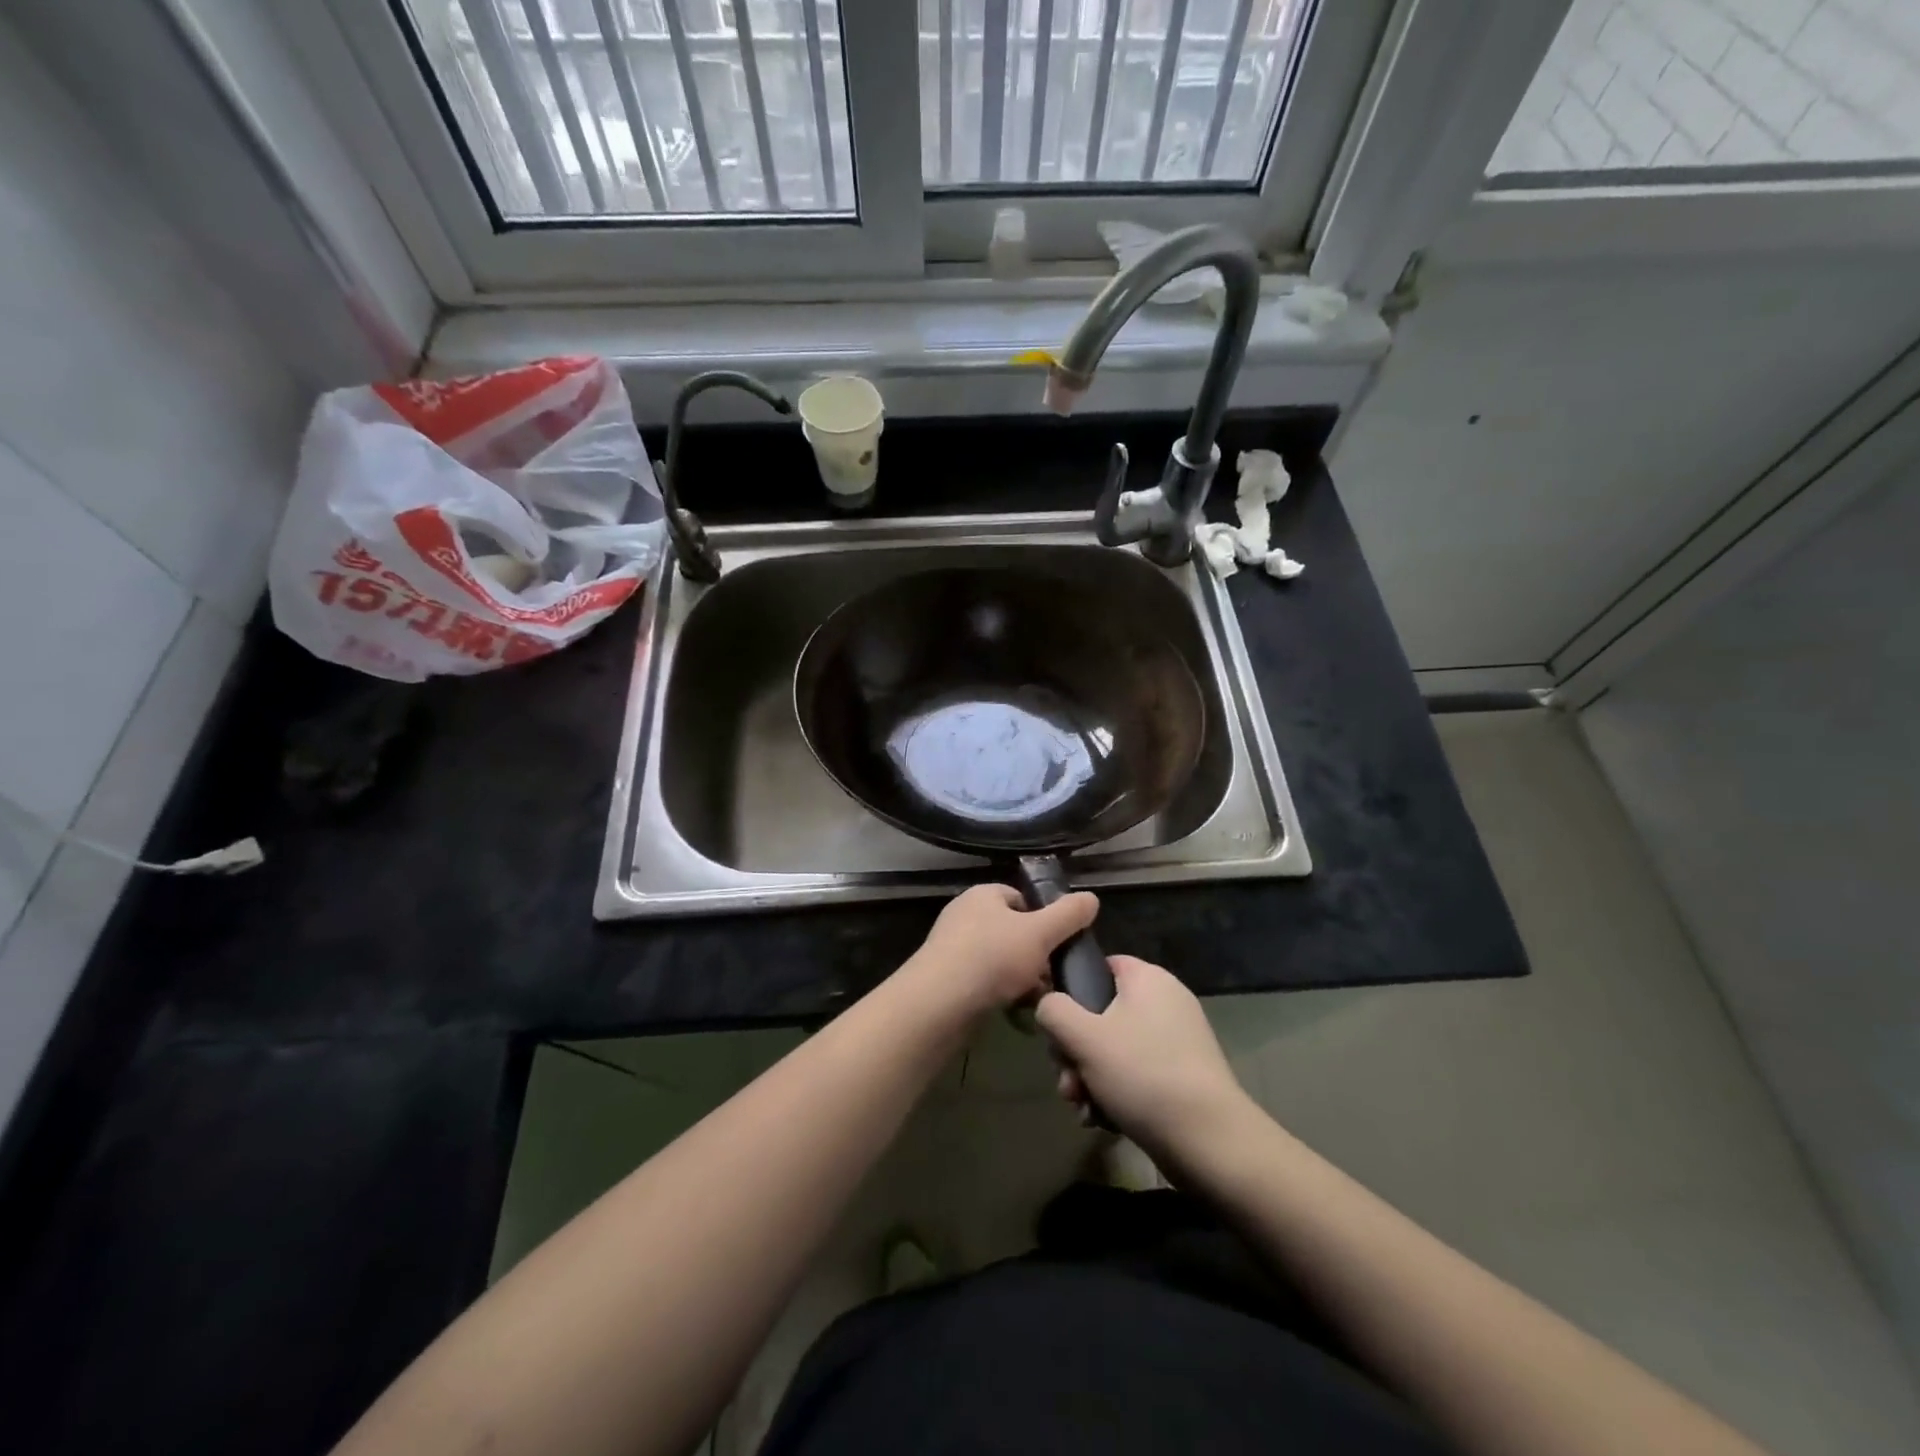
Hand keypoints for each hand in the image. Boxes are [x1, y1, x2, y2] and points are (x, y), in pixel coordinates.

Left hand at [908, 884, 1098, 1015]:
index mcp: (983, 895)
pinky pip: (985, 983)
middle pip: (1013, 933)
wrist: (939, 1003)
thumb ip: (1068, 915)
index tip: (1060, 944)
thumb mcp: (1040, 932)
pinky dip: (1002, 995)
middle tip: (1053, 978)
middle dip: (1036, 956)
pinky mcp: (948, 980)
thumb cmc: (992, 957)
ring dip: (1022, 980)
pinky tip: (1016, 1013)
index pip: (1021, 899)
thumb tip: (1091, 898)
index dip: (1044, 920)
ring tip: (1038, 1000)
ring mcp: (953, 949)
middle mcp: (965, 916)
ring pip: (1001, 962)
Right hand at [1037, 956, 1252, 1161]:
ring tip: (1082, 1107)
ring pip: (1113, 1049)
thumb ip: (1054, 1010)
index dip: (1071, 992)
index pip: (1099, 966)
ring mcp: (1176, 1040)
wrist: (1208, 1142)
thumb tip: (1048, 1005)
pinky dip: (1114, 1093)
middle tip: (1067, 1079)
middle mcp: (1165, 1002)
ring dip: (1089, 1077)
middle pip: (1100, 1013)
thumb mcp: (1084, 1037)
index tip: (1057, 1027)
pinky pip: (1135, 1074)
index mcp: (1148, 979)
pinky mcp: (1181, 1076)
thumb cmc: (1142, 1074)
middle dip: (1075, 1050)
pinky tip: (1101, 1119)